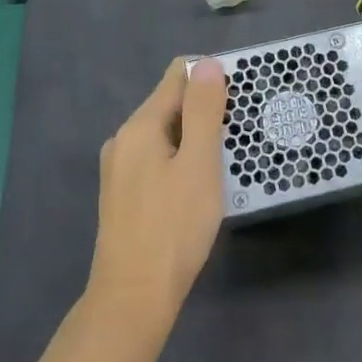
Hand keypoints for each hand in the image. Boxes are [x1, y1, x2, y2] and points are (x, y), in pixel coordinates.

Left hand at [87, 58, 227, 335]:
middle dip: (204, 110)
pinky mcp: (123, 195)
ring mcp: (120, 169)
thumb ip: (203, 111)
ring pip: (164, 135)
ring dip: (194, 138)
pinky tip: (199, 184)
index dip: (210, 78)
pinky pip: (157, 160)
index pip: (176, 77)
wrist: (133, 298)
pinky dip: (180, 160)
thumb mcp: (199, 164)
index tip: (241, 96)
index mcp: (140, 126)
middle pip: (169, 105)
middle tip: (241, 132)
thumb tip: (207, 63)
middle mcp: (123, 139)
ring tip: (226, 158)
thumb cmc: (174, 227)